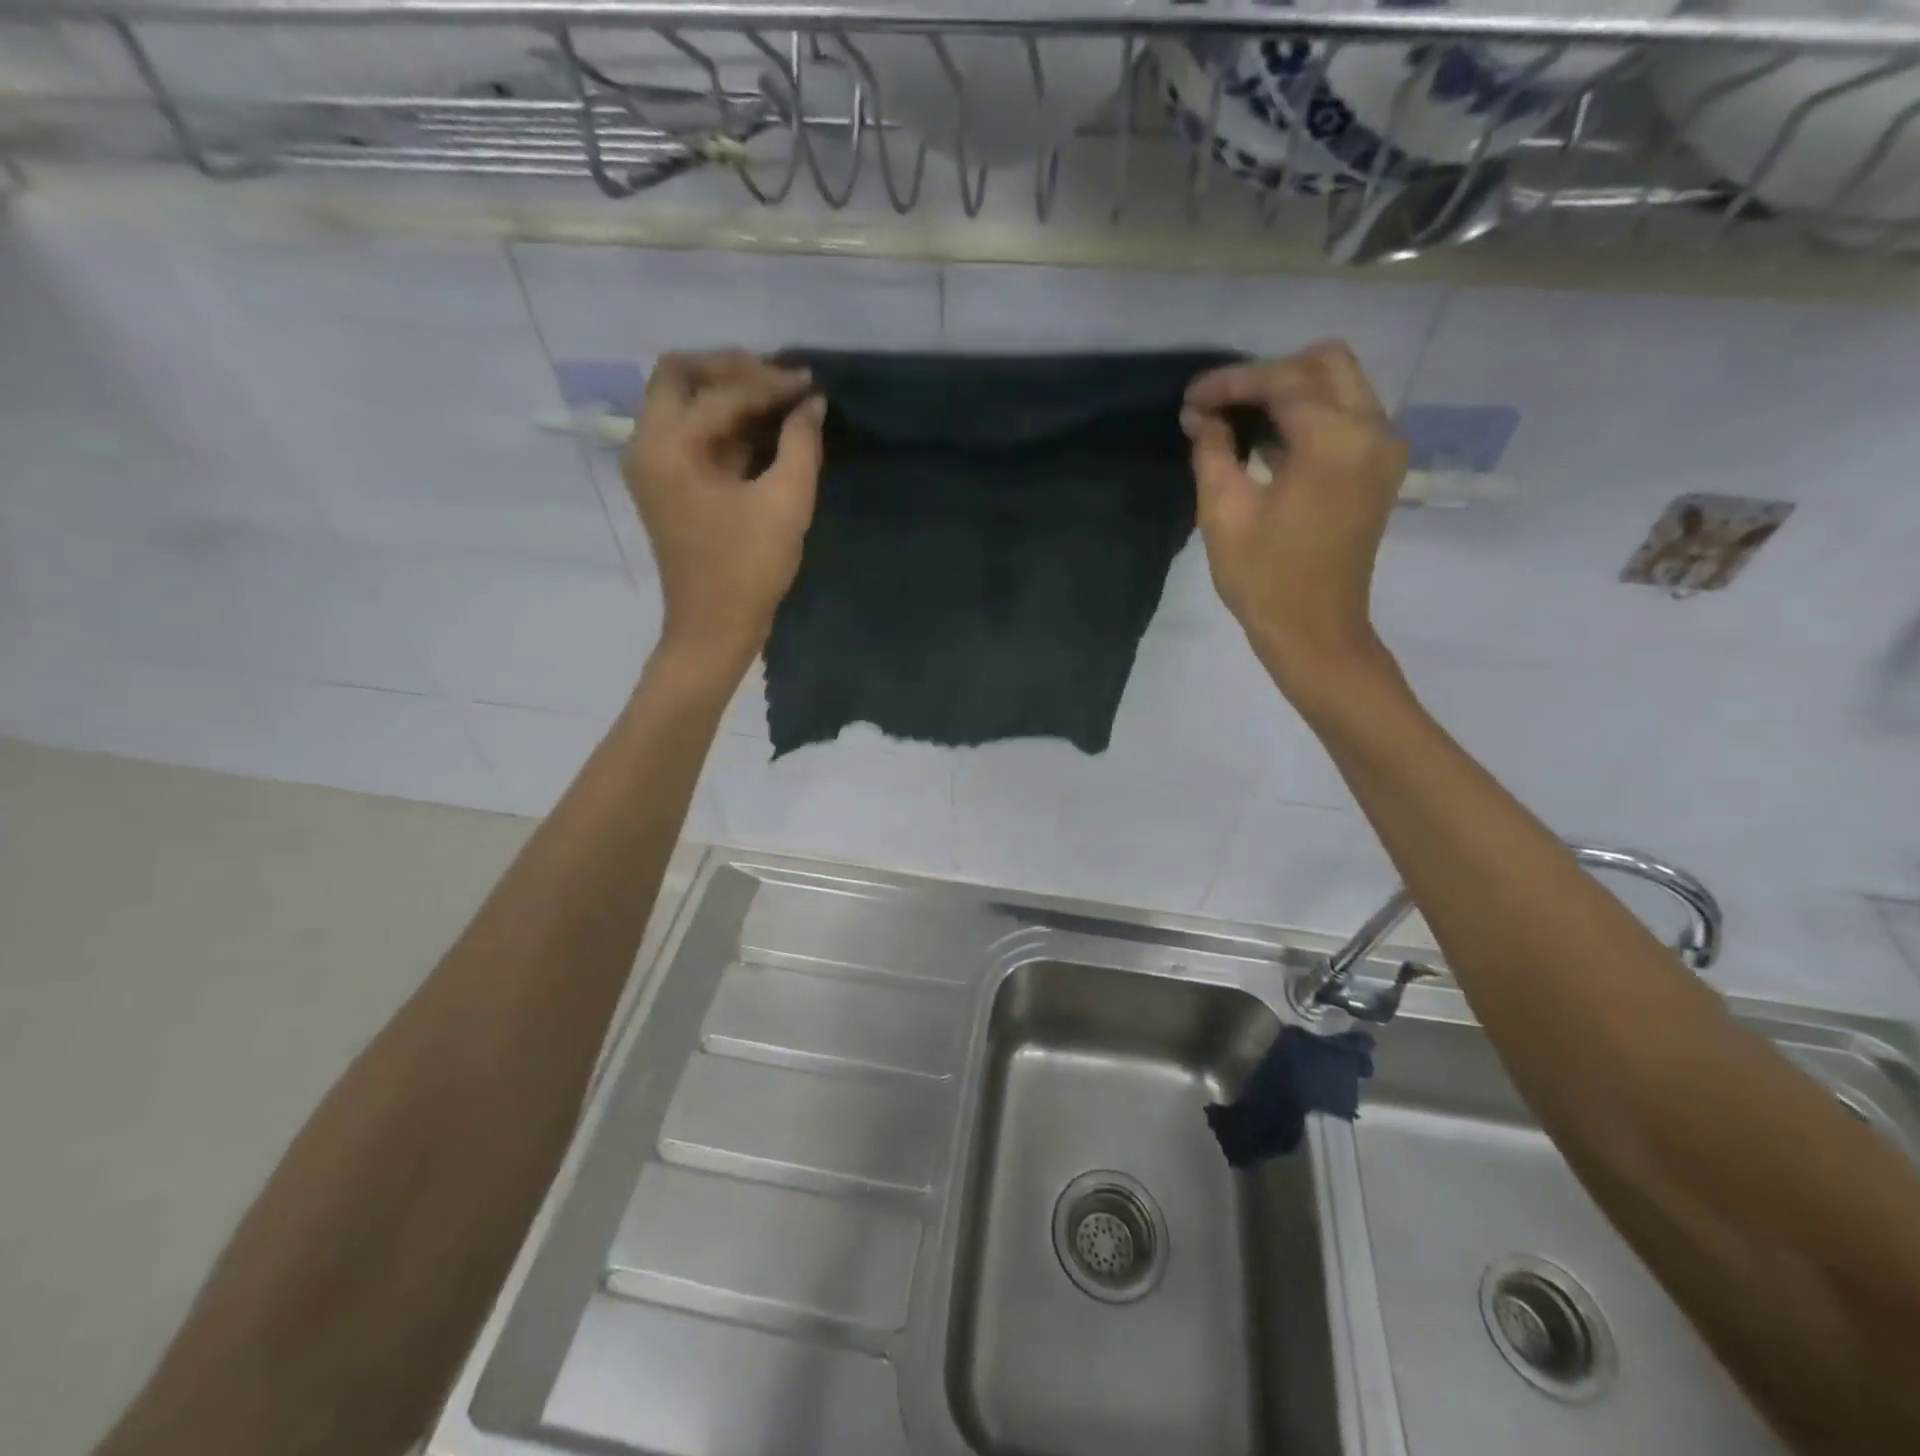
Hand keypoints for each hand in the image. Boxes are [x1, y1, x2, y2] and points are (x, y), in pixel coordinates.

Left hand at [624, 351, 824, 677]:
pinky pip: (690, 434)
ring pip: (681, 402)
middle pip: (679, 376)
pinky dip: (724, 423)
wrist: (714, 630)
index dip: (770, 384)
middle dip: (731, 369)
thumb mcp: (785, 505)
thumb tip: (812, 405)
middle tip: (779, 381)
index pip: (720, 392)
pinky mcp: (667, 485)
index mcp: (668, 446)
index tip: (812, 385)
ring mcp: (653, 465)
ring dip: (727, 394)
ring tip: (778, 400)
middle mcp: (647, 445)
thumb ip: (801, 446)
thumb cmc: (747, 570)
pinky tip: (764, 431)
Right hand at [1181, 342, 1408, 706]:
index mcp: (1335, 440)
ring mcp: (1383, 449)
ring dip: (1289, 393)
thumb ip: (1213, 451)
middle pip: (1324, 364)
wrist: (1315, 631)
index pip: (1282, 381)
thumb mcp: (1224, 512)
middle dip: (1268, 375)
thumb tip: (1201, 416)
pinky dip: (1308, 416)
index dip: (1231, 383)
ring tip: (1236, 420)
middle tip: (1221, 404)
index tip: (1191, 397)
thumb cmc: (1265, 578)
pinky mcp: (1380, 469)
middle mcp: (1373, 429)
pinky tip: (1266, 442)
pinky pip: (1347, 417)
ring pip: (1339, 386)